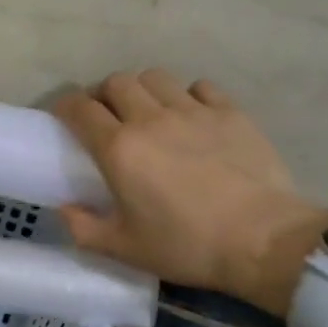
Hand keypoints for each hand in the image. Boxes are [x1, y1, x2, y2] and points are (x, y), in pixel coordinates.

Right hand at [54, 69, 327, 318]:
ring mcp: (194, 111)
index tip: (63, 117)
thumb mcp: (124, 249)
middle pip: (116, 82)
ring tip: (148, 112)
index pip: (79, 108)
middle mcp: (151, 119)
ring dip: (143, 90)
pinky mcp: (231, 113)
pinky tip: (192, 116)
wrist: (263, 241)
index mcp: (119, 149)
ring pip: (155, 77)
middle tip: (107, 117)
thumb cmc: (187, 246)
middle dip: (104, 95)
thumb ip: (83, 228)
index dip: (65, 106)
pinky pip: (200, 87)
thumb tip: (63, 208)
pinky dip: (188, 95)